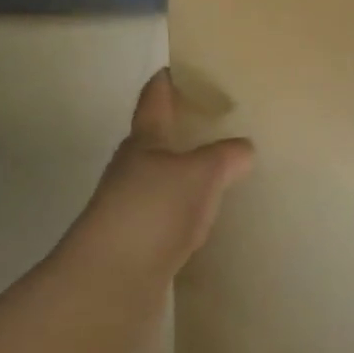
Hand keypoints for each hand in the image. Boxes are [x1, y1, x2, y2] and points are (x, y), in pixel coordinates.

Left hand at [63, 70, 252, 289]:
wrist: (108, 286)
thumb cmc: (152, 211)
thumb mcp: (200, 173)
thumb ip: (225, 156)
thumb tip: (245, 148)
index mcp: (144, 141)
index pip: (154, 99)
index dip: (168, 79)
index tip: (184, 65)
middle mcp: (134, 169)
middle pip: (159, 140)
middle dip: (185, 128)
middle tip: (222, 118)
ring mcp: (134, 209)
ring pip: (166, 179)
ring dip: (189, 172)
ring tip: (225, 167)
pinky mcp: (140, 244)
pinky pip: (172, 216)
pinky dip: (190, 211)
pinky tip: (212, 218)